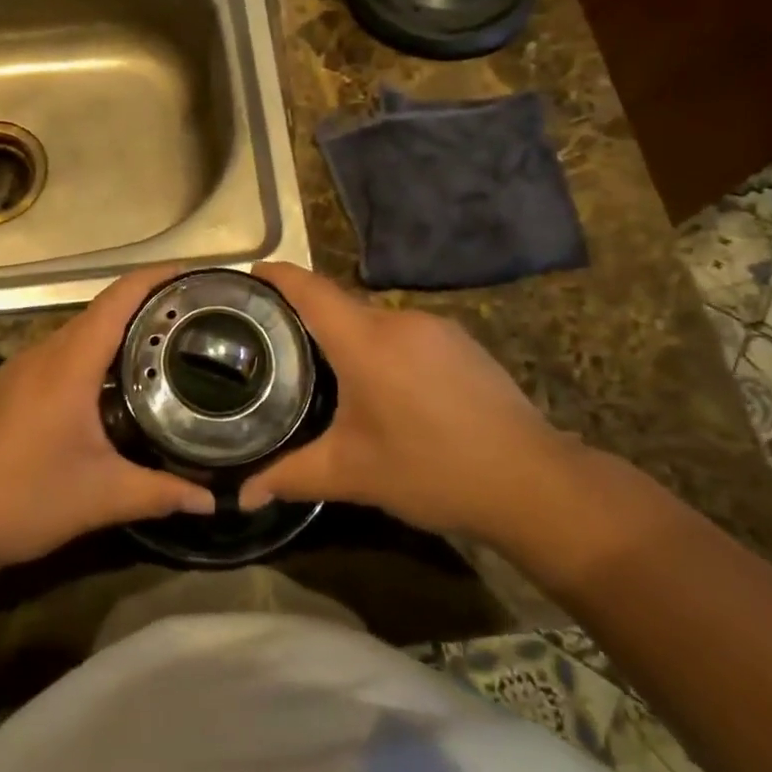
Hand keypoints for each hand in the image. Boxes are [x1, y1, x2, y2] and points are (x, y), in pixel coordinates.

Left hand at [0, 268, 213, 570]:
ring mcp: (23, 368)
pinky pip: (62, 354)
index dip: (156, 278)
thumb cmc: (22, 497)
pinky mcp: (10, 387)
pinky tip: (112, 387)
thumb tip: (211, 499)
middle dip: (147, 306)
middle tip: (192, 319)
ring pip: (80, 334)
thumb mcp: (100, 496)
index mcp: (70, 362)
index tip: (193, 275)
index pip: (118, 299)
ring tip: (163, 349)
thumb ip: (159, 493)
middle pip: (102, 310)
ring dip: (119, 332)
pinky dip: (94, 355)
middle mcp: (46, 352)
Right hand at [239, 262, 575, 537]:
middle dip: (309, 317)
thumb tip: (240, 496)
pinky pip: (407, 332)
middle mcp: (398, 320)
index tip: (250, 275)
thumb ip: (291, 476)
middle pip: (341, 304)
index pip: (310, 289)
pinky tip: (388, 385)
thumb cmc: (430, 469)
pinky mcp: (462, 343)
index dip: (277, 276)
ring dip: (350, 336)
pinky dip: (384, 347)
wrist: (530, 480)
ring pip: (376, 319)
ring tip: (331, 370)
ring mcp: (436, 328)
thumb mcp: (353, 474)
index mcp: (364, 340)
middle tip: (280, 343)